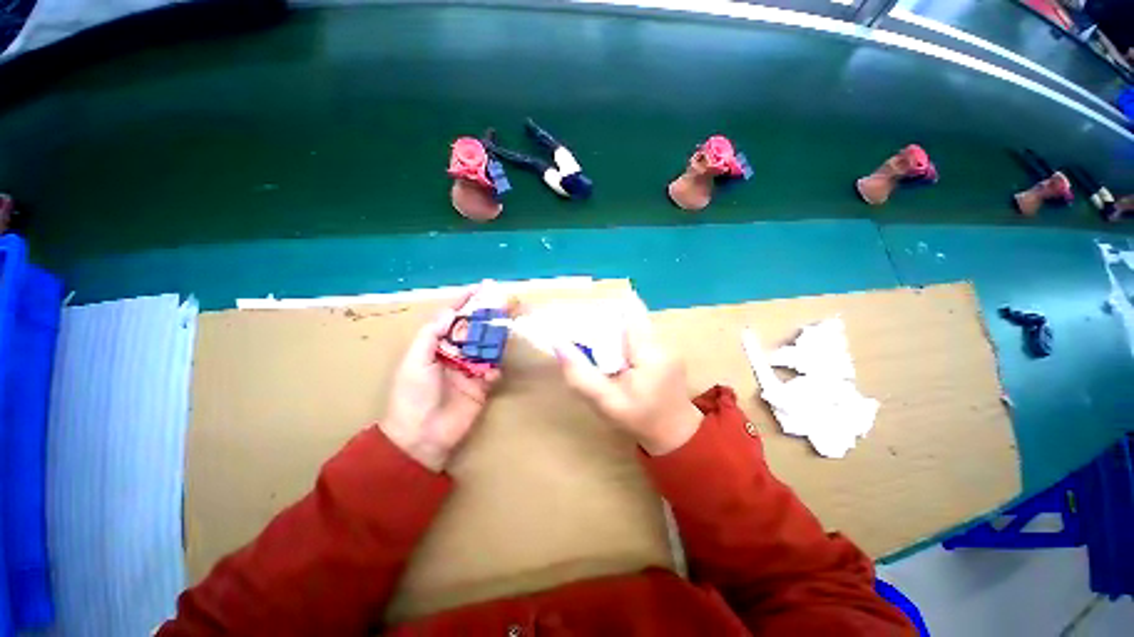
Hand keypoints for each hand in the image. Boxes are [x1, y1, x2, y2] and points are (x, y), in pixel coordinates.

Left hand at [381, 291, 499, 471]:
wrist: (422, 437)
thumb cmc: (412, 396)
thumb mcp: (414, 362)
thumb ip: (430, 335)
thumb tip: (450, 311)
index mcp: (435, 346)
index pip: (452, 318)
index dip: (465, 303)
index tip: (480, 288)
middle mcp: (454, 354)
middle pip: (474, 330)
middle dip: (486, 315)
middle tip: (503, 302)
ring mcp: (469, 370)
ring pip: (486, 347)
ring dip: (496, 337)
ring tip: (508, 324)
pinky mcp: (482, 386)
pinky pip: (493, 370)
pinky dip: (495, 368)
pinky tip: (492, 371)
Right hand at [555, 314, 701, 455]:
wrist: (675, 435)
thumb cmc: (639, 421)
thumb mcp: (605, 402)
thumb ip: (580, 374)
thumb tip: (558, 343)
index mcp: (650, 351)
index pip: (629, 308)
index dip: (604, 307)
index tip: (583, 316)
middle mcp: (661, 340)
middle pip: (628, 314)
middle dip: (603, 320)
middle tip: (581, 334)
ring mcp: (666, 344)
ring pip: (632, 323)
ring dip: (611, 330)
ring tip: (593, 346)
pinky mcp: (664, 350)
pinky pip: (638, 334)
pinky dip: (621, 339)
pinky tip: (611, 355)